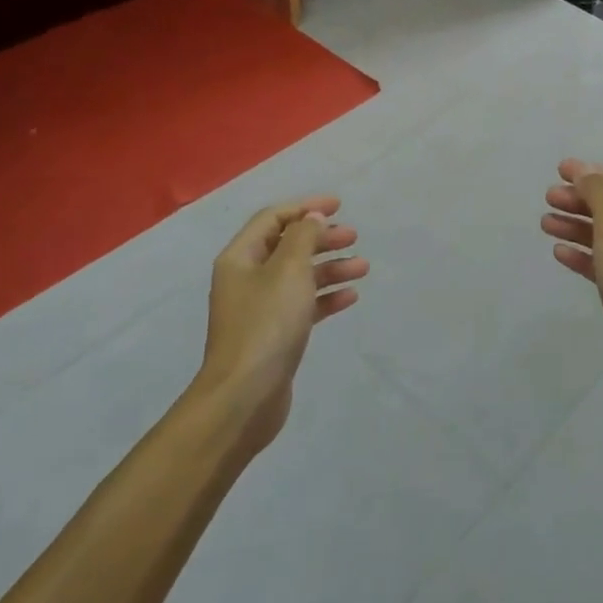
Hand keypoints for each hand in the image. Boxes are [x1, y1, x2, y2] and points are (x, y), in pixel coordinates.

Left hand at [197, 196, 367, 448]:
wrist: (245, 396)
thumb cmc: (266, 324)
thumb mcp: (288, 271)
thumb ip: (303, 238)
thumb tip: (312, 218)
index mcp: (240, 258)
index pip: (273, 219)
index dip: (305, 208)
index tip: (339, 206)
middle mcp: (246, 279)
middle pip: (287, 246)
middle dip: (321, 238)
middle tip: (353, 236)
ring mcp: (259, 309)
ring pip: (299, 277)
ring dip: (329, 267)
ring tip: (362, 267)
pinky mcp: (274, 335)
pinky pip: (303, 305)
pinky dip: (325, 297)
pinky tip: (350, 297)